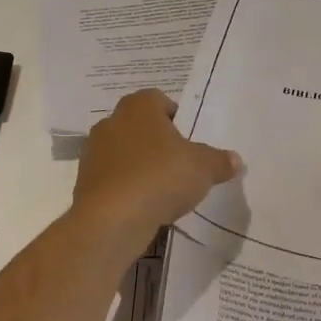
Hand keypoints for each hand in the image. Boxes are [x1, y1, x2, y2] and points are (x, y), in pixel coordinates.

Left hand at [73, 89, 241, 239]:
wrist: (112, 220)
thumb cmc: (161, 177)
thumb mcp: (203, 168)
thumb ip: (220, 161)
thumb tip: (235, 160)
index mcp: (139, 106)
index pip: (160, 100)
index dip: (177, 117)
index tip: (190, 140)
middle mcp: (111, 122)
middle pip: (141, 126)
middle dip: (159, 142)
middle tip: (180, 164)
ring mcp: (93, 152)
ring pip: (125, 152)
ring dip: (141, 165)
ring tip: (162, 189)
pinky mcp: (84, 181)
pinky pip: (113, 178)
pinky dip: (127, 187)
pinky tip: (143, 205)